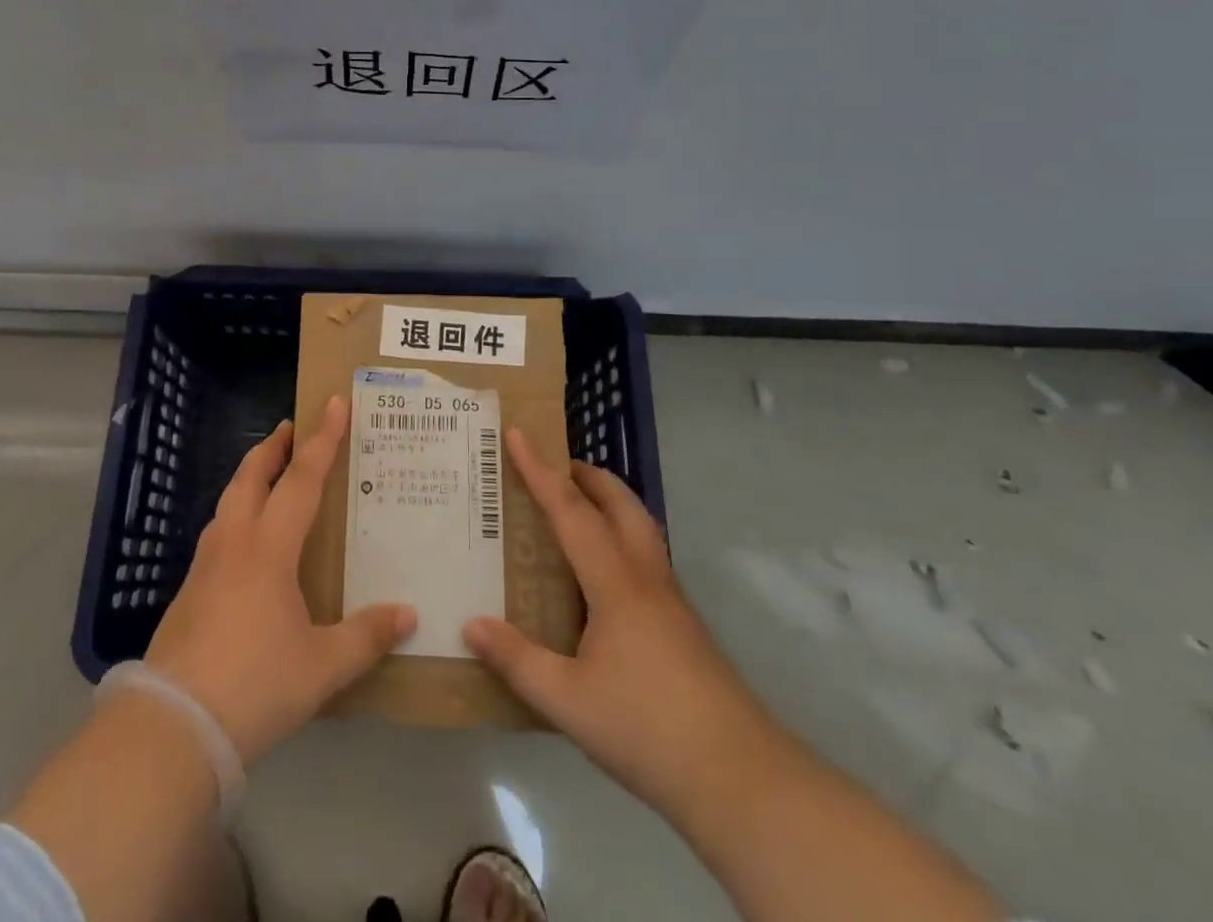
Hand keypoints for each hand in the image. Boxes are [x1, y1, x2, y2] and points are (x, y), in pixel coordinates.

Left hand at [145, 395, 417, 765]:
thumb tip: (408, 615)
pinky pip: (218, 532)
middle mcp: (234, 543)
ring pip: (228, 501)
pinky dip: (236, 514)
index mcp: (269, 548)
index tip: (334, 403)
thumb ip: (365, 637)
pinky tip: (245, 542)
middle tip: (292, 429)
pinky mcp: (188, 592)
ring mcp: (205, 565)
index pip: (301, 479)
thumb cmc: (255, 685)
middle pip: (251, 476)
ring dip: (250, 477)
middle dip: (273, 448)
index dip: (322, 440)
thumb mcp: (321, 667)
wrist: (172, 726)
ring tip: (269, 476)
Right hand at [463, 429, 771, 818]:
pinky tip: (604, 578)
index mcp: (615, 583)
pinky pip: (647, 558)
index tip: (517, 433)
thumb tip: (470, 624)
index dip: (540, 470)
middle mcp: (646, 578)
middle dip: (587, 475)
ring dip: (609, 503)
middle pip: (620, 504)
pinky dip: (621, 539)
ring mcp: (672, 602)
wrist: (741, 779)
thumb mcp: (568, 701)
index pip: (570, 511)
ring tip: (578, 509)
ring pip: (640, 528)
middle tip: (554, 467)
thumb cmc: (647, 729)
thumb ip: (517, 660)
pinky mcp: (685, 627)